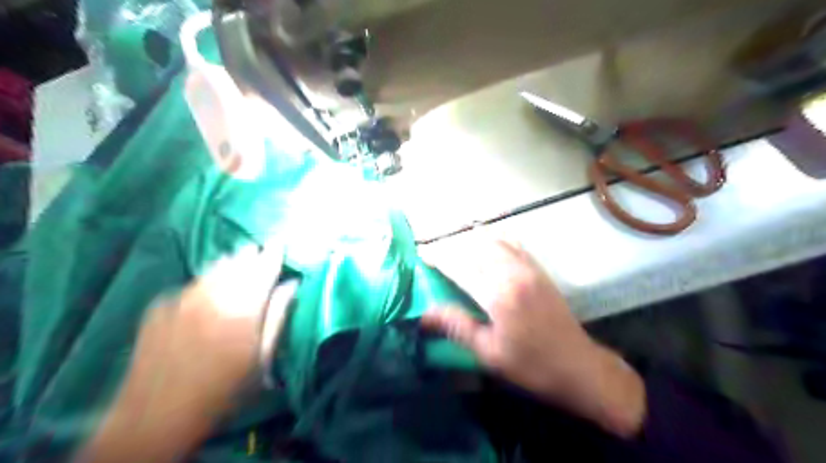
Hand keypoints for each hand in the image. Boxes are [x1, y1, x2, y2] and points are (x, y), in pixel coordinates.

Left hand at [78, 243, 298, 462]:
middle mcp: (214, 296)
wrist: (155, 416)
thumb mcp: (262, 358)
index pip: (263, 270)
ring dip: (229, 261)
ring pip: (213, 269)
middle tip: (261, 247)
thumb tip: (291, 284)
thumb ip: (278, 316)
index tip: (280, 242)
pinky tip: (210, 281)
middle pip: (238, 264)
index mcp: (243, 308)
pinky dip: (207, 277)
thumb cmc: (223, 390)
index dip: (273, 254)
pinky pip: (192, 283)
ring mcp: (183, 299)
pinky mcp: (161, 307)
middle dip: (252, 254)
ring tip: (239, 255)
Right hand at [422, 241, 648, 435]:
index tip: (423, 256)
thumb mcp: (489, 353)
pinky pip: (514, 244)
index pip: (460, 266)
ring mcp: (529, 268)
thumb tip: (425, 314)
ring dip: (473, 241)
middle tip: (438, 255)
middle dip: (454, 247)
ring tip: (458, 250)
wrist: (579, 366)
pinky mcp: (539, 270)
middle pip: (476, 247)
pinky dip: (496, 240)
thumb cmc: (531, 365)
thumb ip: (457, 326)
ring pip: (495, 241)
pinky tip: (488, 246)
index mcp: (498, 294)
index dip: (439, 258)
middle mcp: (513, 273)